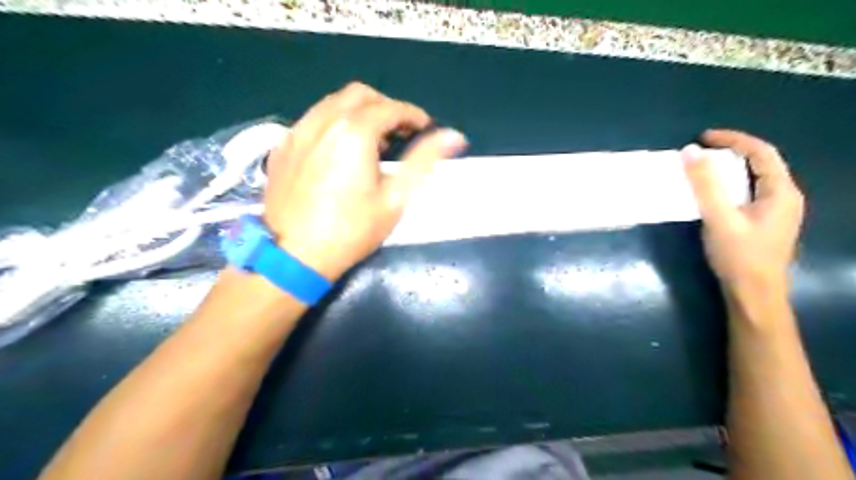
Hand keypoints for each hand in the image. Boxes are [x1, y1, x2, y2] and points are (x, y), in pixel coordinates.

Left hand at [267, 81, 466, 279]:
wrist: (293, 256)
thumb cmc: (351, 231)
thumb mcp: (395, 198)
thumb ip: (424, 160)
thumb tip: (454, 136)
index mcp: (354, 132)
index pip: (391, 108)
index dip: (414, 114)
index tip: (426, 128)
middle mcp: (323, 121)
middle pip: (360, 95)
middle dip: (386, 107)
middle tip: (400, 133)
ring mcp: (297, 131)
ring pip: (333, 103)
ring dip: (359, 112)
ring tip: (372, 142)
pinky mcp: (282, 146)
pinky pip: (312, 120)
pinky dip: (334, 123)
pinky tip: (339, 151)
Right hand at [684, 130, 803, 297]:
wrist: (753, 293)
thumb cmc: (739, 256)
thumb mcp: (719, 218)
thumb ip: (705, 185)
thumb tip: (690, 152)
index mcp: (781, 192)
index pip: (761, 152)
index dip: (733, 139)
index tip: (703, 137)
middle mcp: (784, 197)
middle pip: (761, 163)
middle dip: (731, 152)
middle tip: (701, 152)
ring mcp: (776, 211)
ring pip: (754, 179)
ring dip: (729, 169)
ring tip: (703, 168)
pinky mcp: (764, 223)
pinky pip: (748, 193)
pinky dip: (729, 185)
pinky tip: (712, 193)